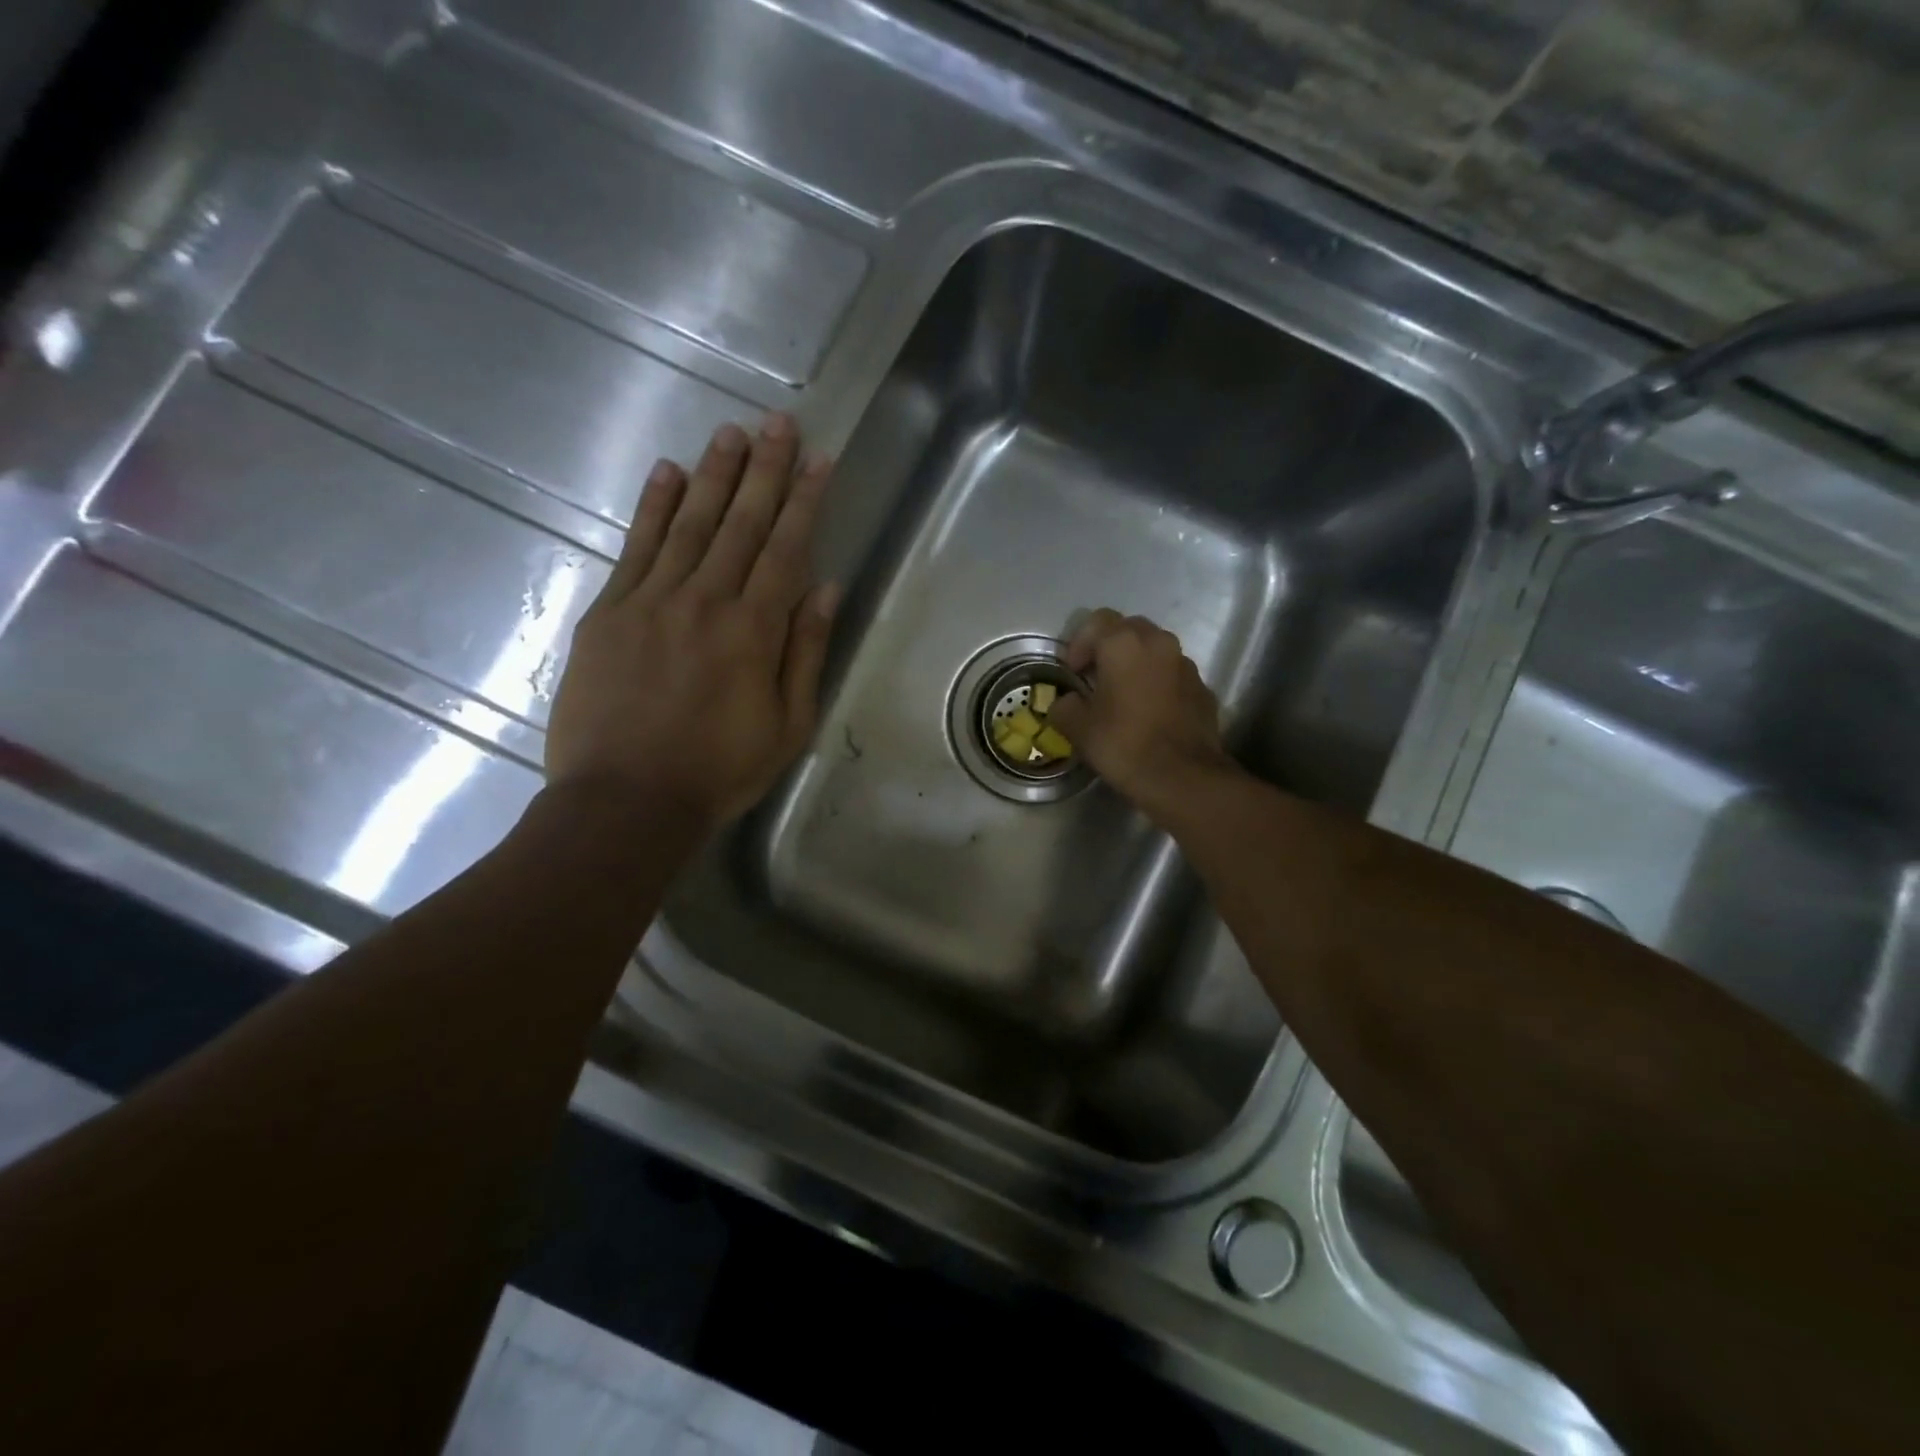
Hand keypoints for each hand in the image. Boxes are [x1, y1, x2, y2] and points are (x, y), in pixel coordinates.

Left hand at [545, 414, 837, 834]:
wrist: (625, 800)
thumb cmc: (718, 770)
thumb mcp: (787, 725)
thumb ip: (805, 653)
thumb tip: (825, 589)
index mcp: (753, 631)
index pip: (785, 549)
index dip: (803, 501)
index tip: (818, 460)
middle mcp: (705, 601)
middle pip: (740, 523)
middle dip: (763, 471)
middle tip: (778, 424)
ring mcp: (651, 601)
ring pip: (689, 524)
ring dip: (713, 475)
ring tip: (731, 434)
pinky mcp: (609, 612)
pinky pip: (635, 548)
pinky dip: (653, 508)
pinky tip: (667, 473)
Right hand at [1049, 610, 1236, 816]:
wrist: (1183, 777)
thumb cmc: (1124, 744)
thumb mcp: (1078, 728)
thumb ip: (1065, 706)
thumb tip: (1066, 702)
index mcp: (1124, 644)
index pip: (1096, 621)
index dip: (1079, 643)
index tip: (1073, 671)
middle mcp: (1159, 643)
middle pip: (1129, 629)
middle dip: (1109, 648)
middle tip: (1095, 677)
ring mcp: (1186, 665)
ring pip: (1155, 651)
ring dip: (1136, 664)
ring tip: (1123, 695)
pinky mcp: (1203, 688)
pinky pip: (1173, 675)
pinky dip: (1158, 684)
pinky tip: (1149, 713)